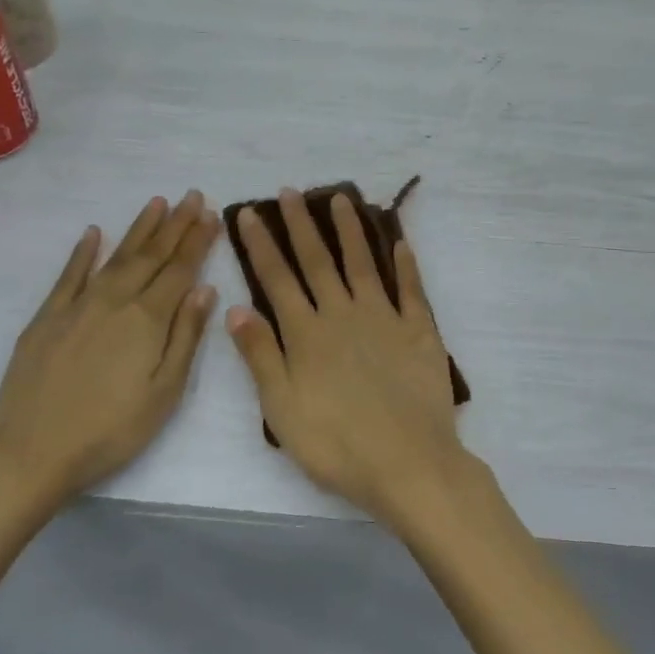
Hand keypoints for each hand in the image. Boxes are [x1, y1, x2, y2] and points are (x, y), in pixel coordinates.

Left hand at [0, 191, 219, 512]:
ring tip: (158, 202)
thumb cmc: (110, 431)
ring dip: (139, 228)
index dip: (198, 240)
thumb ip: (185, 336)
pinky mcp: (47, 317)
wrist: (30, 452)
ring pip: (116, 256)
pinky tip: (93, 233)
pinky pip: (69, 274)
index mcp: (147, 319)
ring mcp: (78, 305)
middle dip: (175, 224)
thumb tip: (205, 289)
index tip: (212, 214)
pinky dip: (83, 252)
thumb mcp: (164, 394)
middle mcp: (115, 300)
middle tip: (192, 195)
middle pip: (151, 255)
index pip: (180, 269)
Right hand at [227, 189, 469, 527]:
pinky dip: (405, 263)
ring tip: (341, 199)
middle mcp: (342, 314)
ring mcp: (384, 318)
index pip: (277, 279)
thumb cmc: (337, 444)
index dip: (261, 245)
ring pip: (362, 263)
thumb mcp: (282, 408)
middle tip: (290, 191)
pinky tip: (399, 242)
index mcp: (307, 334)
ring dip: (350, 229)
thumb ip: (261, 355)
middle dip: (300, 224)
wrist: (408, 462)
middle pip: (318, 261)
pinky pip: (411, 289)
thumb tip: (236, 308)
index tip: (248, 214)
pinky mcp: (419, 330)